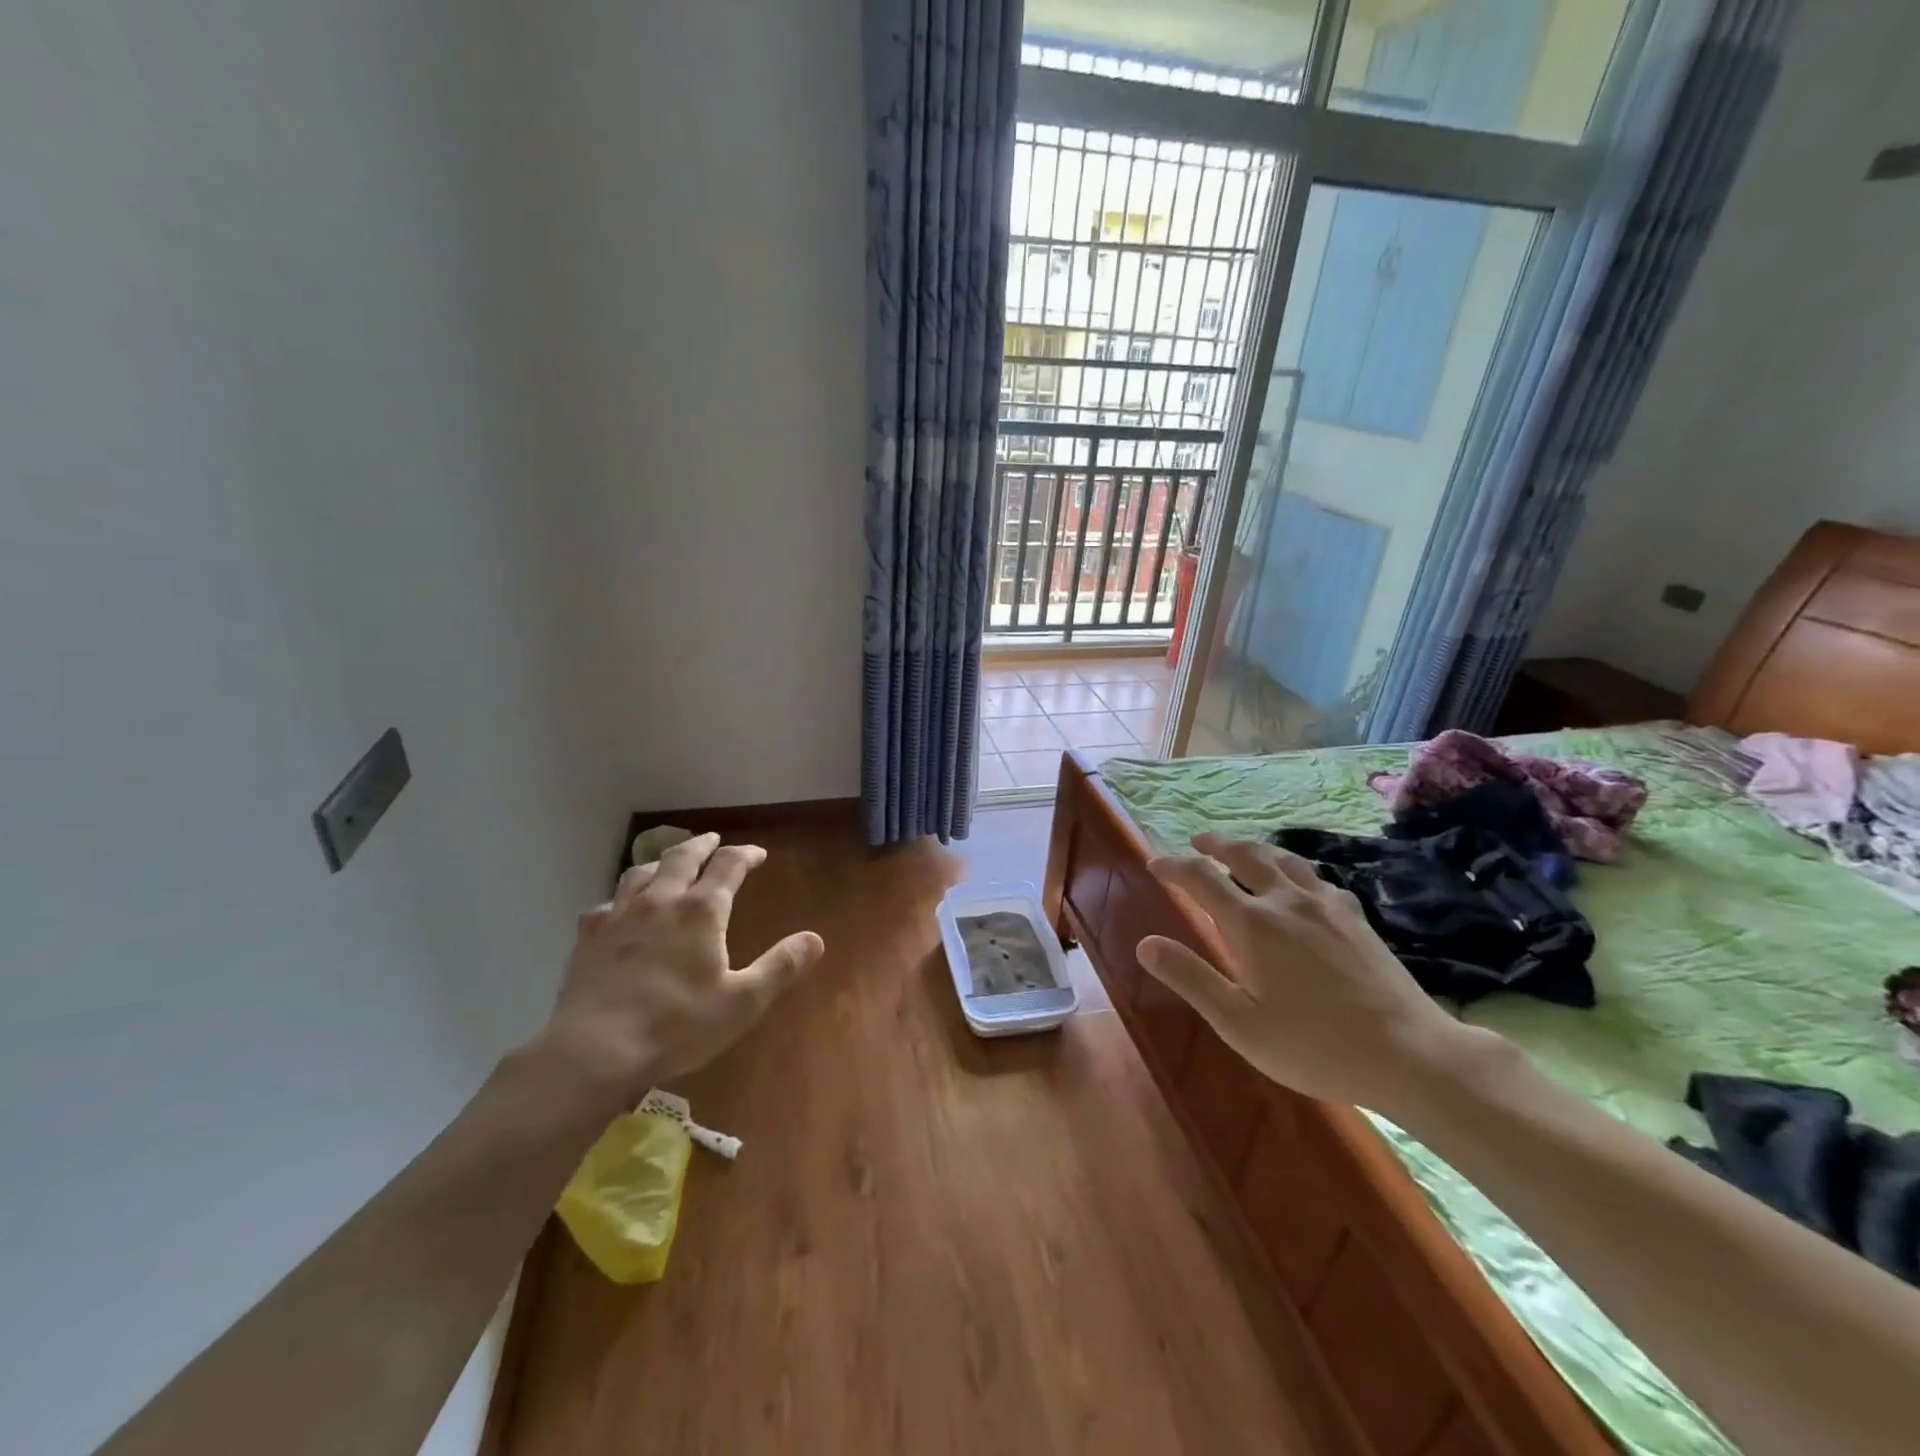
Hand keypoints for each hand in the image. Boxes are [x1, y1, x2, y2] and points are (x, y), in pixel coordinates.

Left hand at [533, 832, 823, 1109]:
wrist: (594, 1052)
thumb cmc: (676, 1026)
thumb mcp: (742, 1002)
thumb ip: (780, 967)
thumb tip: (815, 939)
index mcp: (701, 911)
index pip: (728, 865)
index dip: (746, 855)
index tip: (758, 854)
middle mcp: (660, 901)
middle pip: (682, 857)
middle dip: (702, 845)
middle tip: (713, 840)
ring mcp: (619, 916)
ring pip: (641, 872)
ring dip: (660, 862)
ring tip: (668, 865)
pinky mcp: (589, 938)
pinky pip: (605, 905)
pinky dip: (620, 899)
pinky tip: (619, 912)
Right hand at [1139, 833, 1482, 1112]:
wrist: (1409, 1054)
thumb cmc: (1313, 1045)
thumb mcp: (1238, 1022)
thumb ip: (1190, 978)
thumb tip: (1145, 944)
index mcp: (1251, 923)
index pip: (1200, 879)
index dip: (1173, 866)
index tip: (1154, 864)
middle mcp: (1285, 901)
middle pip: (1244, 855)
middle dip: (1215, 845)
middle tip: (1197, 842)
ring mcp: (1325, 906)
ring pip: (1283, 860)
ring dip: (1254, 849)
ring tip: (1243, 850)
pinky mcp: (1356, 918)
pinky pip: (1317, 879)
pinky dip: (1296, 871)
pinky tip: (1302, 884)